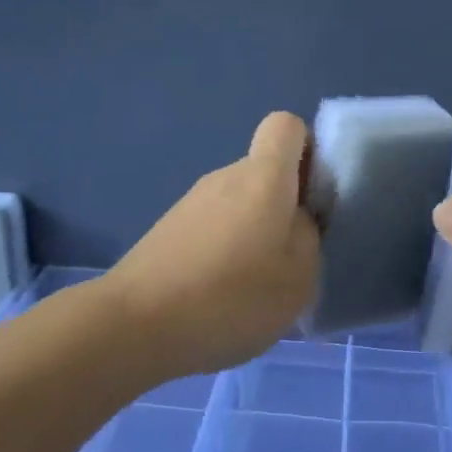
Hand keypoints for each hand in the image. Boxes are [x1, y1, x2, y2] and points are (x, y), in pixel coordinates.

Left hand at [105, 112, 321, 379]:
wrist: (136, 326)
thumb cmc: (231, 296)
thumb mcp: (299, 278)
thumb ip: (308, 239)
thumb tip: (295, 223)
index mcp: (263, 177)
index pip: (287, 126)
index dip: (309, 151)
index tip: (315, 196)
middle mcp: (225, 177)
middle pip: (265, 172)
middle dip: (285, 205)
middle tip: (292, 258)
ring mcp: (192, 203)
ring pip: (239, 204)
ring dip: (254, 234)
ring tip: (256, 287)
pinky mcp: (169, 231)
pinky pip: (213, 228)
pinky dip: (225, 253)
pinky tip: (222, 297)